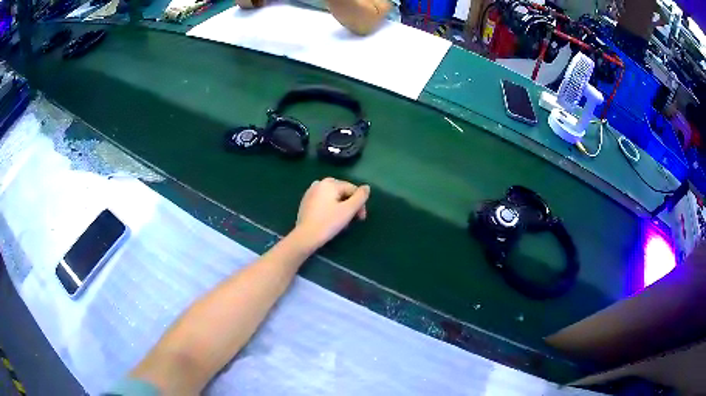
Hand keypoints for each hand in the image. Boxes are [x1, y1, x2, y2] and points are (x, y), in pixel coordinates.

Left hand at [293, 177, 369, 250]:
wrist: (305, 237)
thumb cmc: (328, 223)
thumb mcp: (348, 210)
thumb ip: (360, 197)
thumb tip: (366, 187)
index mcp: (329, 183)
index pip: (352, 189)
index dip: (360, 203)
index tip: (361, 218)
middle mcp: (319, 183)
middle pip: (342, 192)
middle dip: (350, 205)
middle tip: (352, 220)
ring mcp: (310, 192)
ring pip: (333, 197)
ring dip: (341, 207)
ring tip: (342, 221)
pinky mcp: (306, 202)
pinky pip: (323, 201)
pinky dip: (330, 208)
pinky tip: (330, 219)